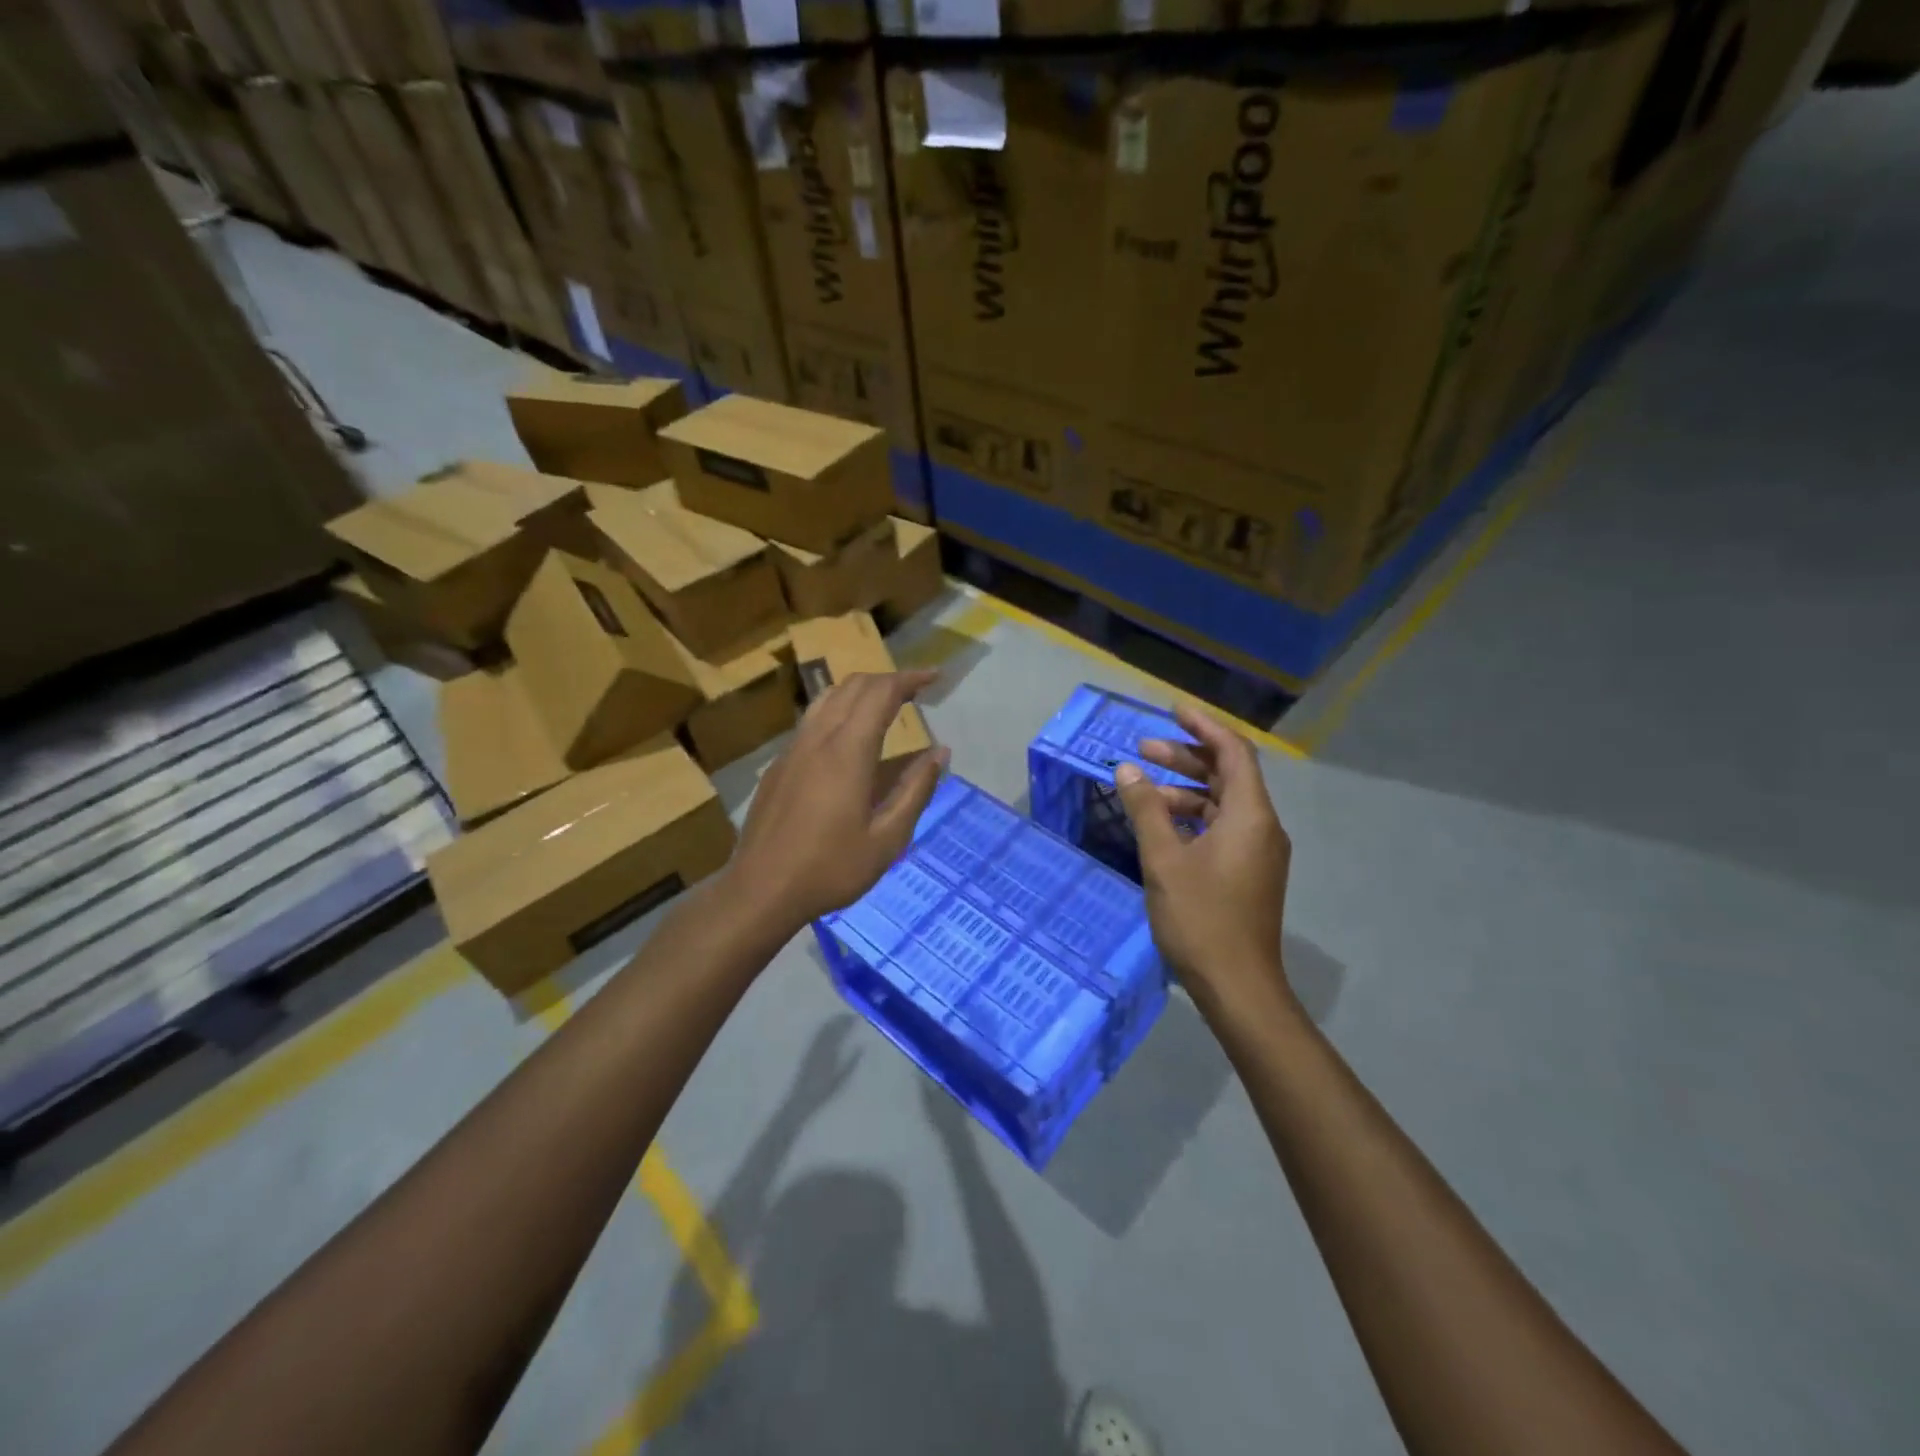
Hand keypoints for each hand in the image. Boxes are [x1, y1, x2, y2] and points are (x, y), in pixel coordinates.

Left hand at [721, 670, 950, 937]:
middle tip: (917, 690)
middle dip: (888, 680)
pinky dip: (840, 710)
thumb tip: (941, 753)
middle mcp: (818, 738)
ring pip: (828, 698)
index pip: (881, 693)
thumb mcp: (887, 839)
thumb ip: (916, 790)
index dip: (911, 678)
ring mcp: (793, 749)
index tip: (936, 677)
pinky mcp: (779, 765)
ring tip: (886, 705)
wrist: (760, 890)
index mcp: (848, 751)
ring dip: (861, 691)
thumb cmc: (830, 869)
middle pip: (854, 686)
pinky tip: (850, 738)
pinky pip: (812, 720)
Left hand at [788, 1017, 860, 1116]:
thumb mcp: (842, 1079)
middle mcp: (820, 1046)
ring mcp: (812, 1048)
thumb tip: (862, 1046)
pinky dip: (824, 1027)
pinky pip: (817, 1034)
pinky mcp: (807, 1052)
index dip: (848, 1022)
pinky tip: (828, 1027)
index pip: (840, 1031)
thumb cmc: (824, 1091)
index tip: (857, 1017)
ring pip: (823, 1029)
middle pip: (831, 1027)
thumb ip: (852, 1062)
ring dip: (832, 1021)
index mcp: (830, 1052)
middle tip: (851, 1015)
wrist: (801, 1099)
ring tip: (841, 1018)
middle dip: (841, 1019)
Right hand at [1113, 705, 1293, 1012]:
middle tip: (1143, 750)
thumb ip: (1146, 809)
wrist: (1238, 986)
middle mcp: (1261, 827)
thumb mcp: (1164, 860)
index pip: (1233, 752)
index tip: (1173, 711)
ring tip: (1143, 790)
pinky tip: (1161, 826)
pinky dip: (1193, 817)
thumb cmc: (1201, 919)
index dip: (1203, 727)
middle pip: (1227, 775)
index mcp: (1249, 816)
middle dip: (1186, 757)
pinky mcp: (1249, 873)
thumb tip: (1127, 769)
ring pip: (1222, 804)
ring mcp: (1258, 852)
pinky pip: (1222, 828)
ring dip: (1185, 790)